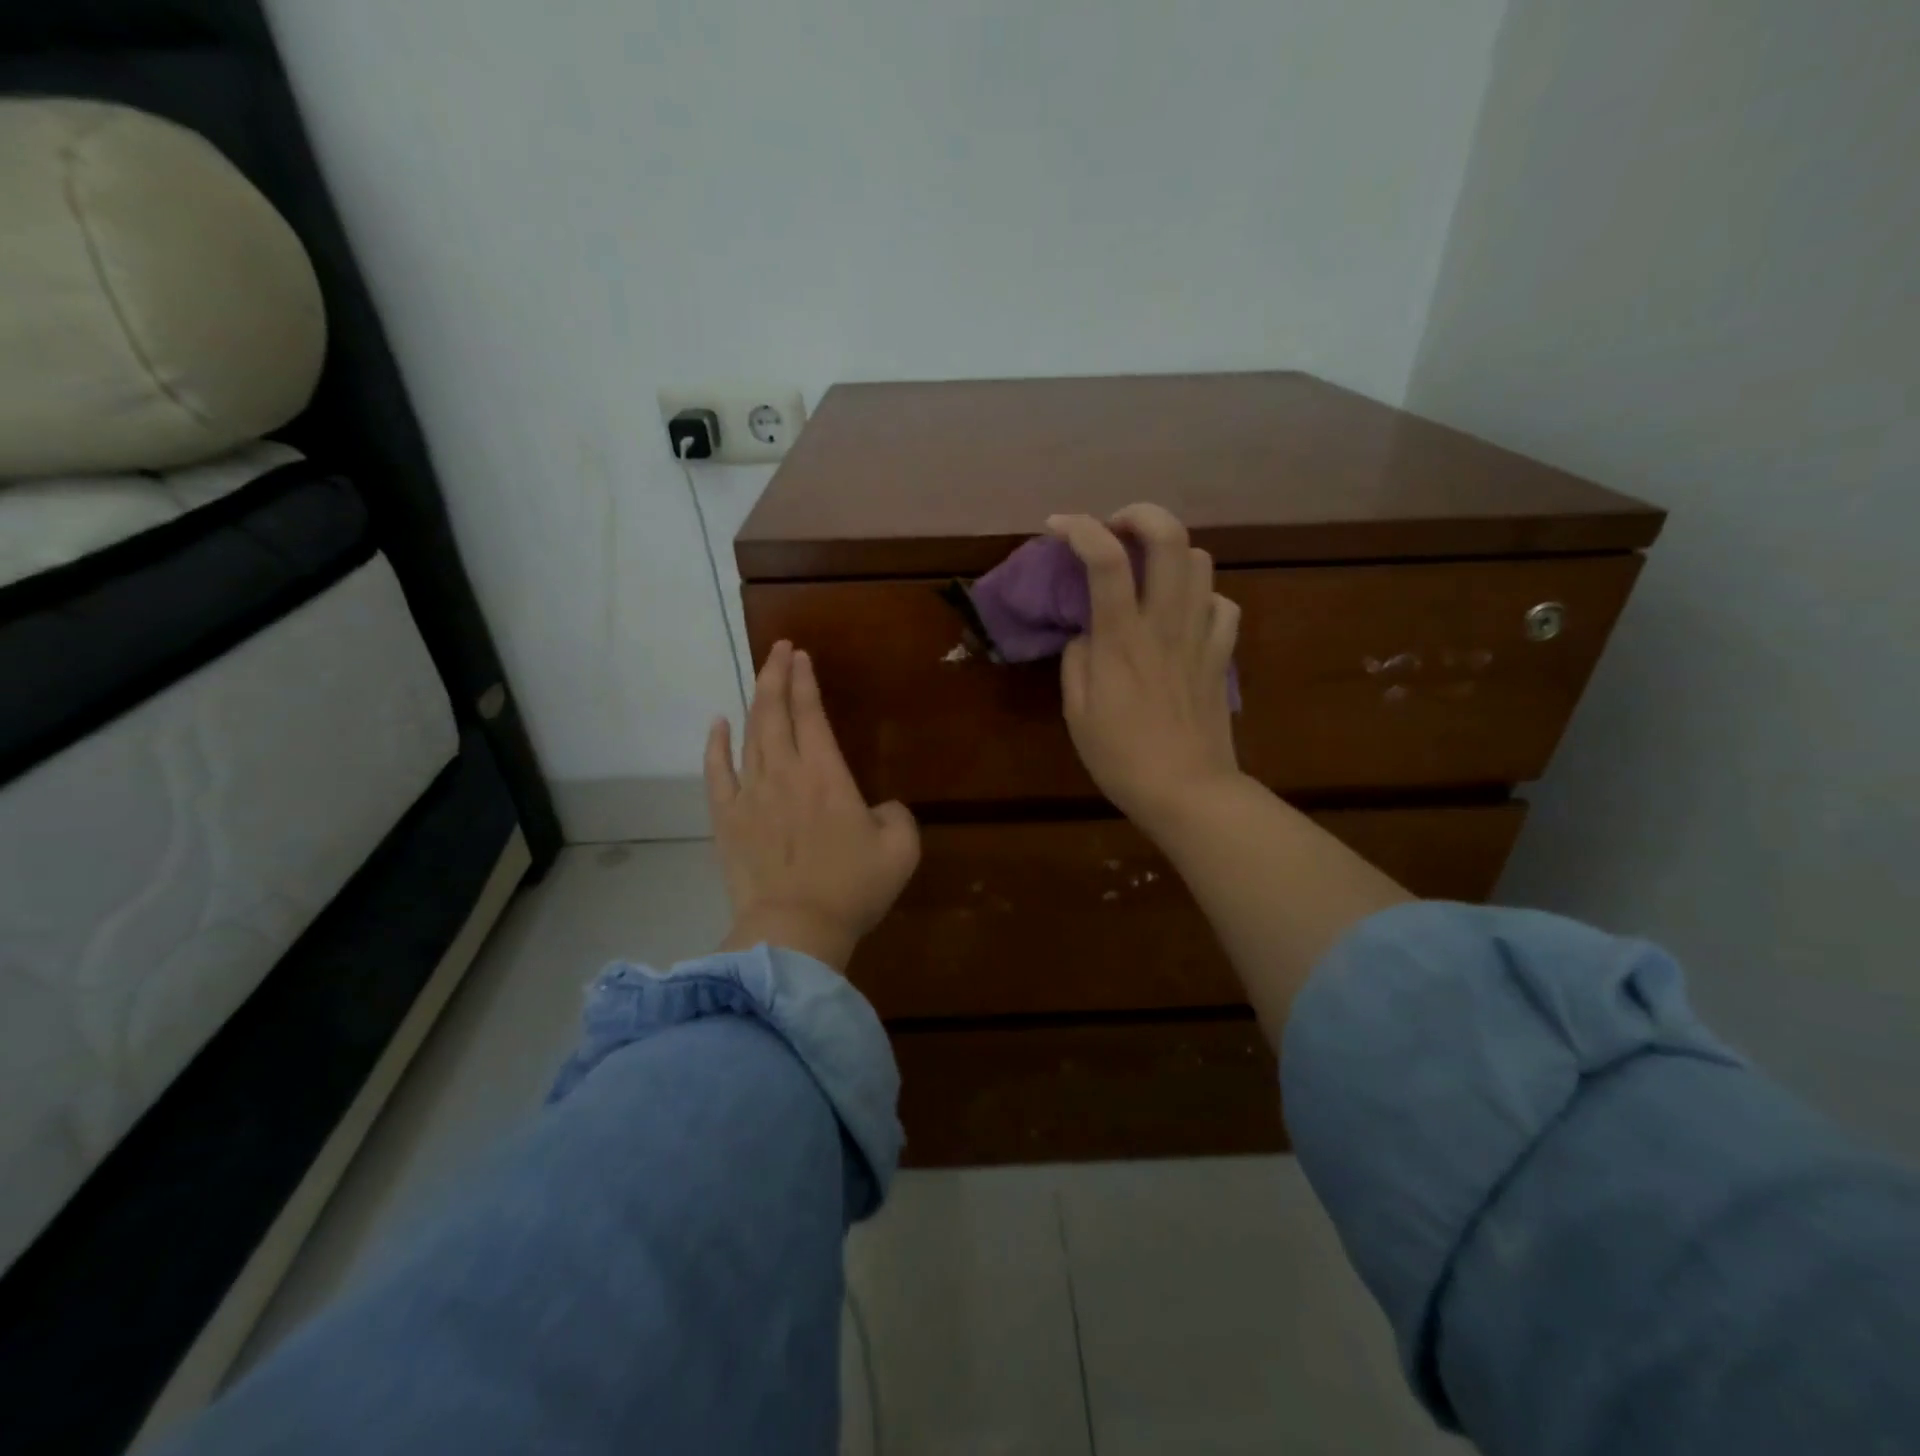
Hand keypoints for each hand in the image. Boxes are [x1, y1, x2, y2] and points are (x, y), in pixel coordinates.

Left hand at [705, 640, 920, 969]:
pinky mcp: (727, 821)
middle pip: (774, 713)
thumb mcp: (901, 850)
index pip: (811, 714)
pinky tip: (718, 724)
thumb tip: (880, 807)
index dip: (805, 681)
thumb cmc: (851, 889)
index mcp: (825, 775)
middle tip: (778, 649)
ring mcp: (750, 795)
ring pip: (749, 736)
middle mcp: (784, 773)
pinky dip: (716, 745)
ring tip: (760, 676)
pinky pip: (717, 773)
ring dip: (754, 702)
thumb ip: (897, 815)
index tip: (800, 655)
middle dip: (776, 676)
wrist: (794, 931)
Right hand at [1047, 504, 1241, 833]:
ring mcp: (1200, 636)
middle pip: (1170, 538)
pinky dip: (1203, 597)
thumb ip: (1076, 662)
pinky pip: (1223, 605)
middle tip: (1117, 529)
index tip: (1057, 526)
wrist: (1187, 792)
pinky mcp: (1222, 655)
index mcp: (1121, 640)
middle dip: (1141, 515)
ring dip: (1172, 553)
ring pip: (1202, 561)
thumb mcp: (1076, 714)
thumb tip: (1087, 633)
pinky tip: (1185, 614)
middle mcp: (1165, 624)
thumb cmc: (1122, 758)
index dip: (1079, 528)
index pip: (1105, 559)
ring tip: (1149, 572)